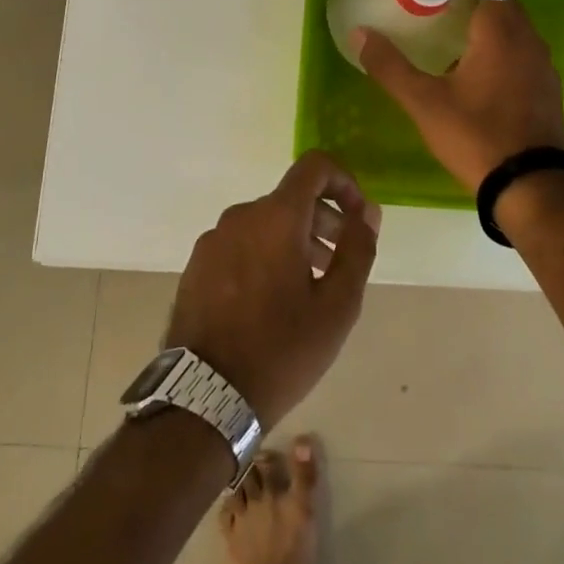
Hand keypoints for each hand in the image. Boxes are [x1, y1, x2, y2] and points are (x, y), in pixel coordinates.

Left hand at [164, 151, 380, 429]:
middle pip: (290, 198)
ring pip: (264, 222)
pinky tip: (271, 301)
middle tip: (338, 261)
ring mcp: (212, 240)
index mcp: (276, 217)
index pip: (314, 166)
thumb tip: (366, 212)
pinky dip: (264, 254)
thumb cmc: (281, 349)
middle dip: (322, 219)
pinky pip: (240, 243)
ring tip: (308, 286)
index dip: (343, 181)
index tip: (356, 217)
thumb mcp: (336, 306)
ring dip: (294, 240)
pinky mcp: (196, 266)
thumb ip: (357, 249)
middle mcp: (240, 216)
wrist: (204, 397)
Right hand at [356, 0, 563, 193]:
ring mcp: (542, 63)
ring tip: (448, 23)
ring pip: (511, 22)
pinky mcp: (545, 86)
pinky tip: (472, 64)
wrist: (534, 190)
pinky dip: (495, 38)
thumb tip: (360, 34)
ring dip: (483, 13)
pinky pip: (519, 46)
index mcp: (501, 30)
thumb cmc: (477, 137)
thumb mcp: (425, 103)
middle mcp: (528, 38)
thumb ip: (390, 66)